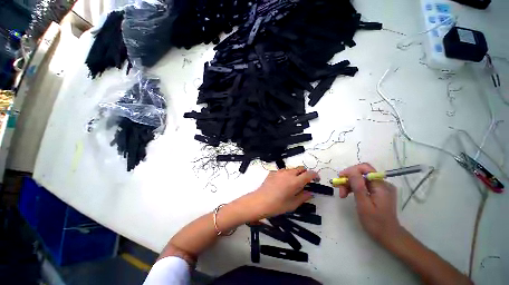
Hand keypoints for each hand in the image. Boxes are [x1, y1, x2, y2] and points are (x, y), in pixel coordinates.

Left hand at [237, 166, 317, 221]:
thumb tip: (310, 192)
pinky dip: (285, 175)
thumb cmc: (277, 205)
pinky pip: (282, 171)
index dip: (315, 175)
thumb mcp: (293, 204)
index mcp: (295, 181)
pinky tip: (281, 183)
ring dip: (295, 174)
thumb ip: (303, 197)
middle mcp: (288, 173)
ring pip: (291, 169)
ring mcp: (279, 172)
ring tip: (292, 183)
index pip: (309, 174)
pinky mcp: (272, 172)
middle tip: (304, 182)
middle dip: (305, 173)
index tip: (316, 179)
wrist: (260, 201)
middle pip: (300, 168)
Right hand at [337, 163, 402, 246]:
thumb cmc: (375, 222)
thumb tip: (351, 171)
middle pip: (361, 174)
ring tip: (342, 195)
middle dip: (348, 179)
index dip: (351, 170)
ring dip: (349, 184)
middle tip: (339, 190)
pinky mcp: (377, 192)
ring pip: (360, 179)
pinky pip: (363, 185)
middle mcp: (382, 184)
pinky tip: (348, 194)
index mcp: (381, 186)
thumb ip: (358, 186)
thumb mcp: (364, 204)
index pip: (365, 168)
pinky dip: (354, 188)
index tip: (340, 178)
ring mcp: (380, 188)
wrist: (388, 236)